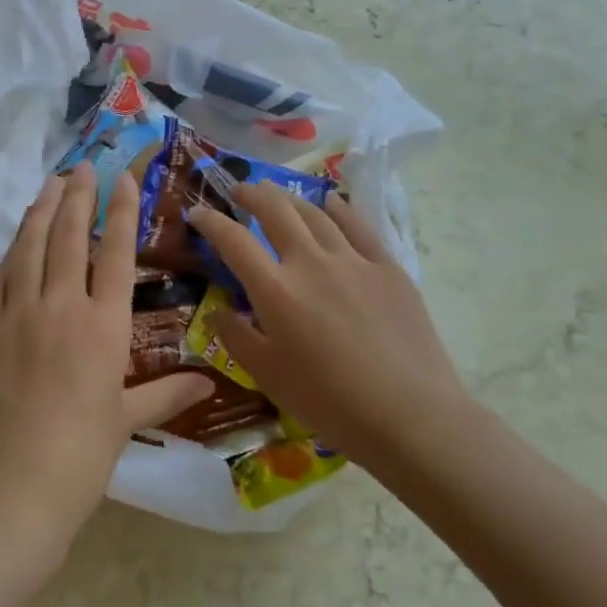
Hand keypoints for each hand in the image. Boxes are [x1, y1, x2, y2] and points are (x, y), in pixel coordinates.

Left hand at [0, 162, 210, 573]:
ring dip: (39, 212)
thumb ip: (167, 394)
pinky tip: (13, 244)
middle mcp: (59, 307)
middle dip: (77, 195)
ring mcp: (14, 314)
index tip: (123, 178)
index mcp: (102, 327)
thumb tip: (209, 383)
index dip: (121, 210)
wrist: (12, 490)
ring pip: (27, 248)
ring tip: (48, 186)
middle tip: (81, 166)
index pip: (114, 252)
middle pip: (69, 236)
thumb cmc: (80, 458)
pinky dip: (7, 256)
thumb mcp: (126, 421)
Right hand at [186, 188, 474, 472]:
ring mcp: (353, 260)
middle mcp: (310, 262)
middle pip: (276, 210)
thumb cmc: (329, 402)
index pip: (233, 240)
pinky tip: (331, 203)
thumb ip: (236, 336)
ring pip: (315, 213)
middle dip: (252, 194)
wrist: (410, 415)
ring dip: (290, 198)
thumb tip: (219, 309)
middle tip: (240, 191)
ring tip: (278, 196)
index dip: (210, 221)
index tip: (197, 213)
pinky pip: (359, 225)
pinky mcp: (388, 267)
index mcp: (275, 289)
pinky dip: (339, 209)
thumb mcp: (267, 376)